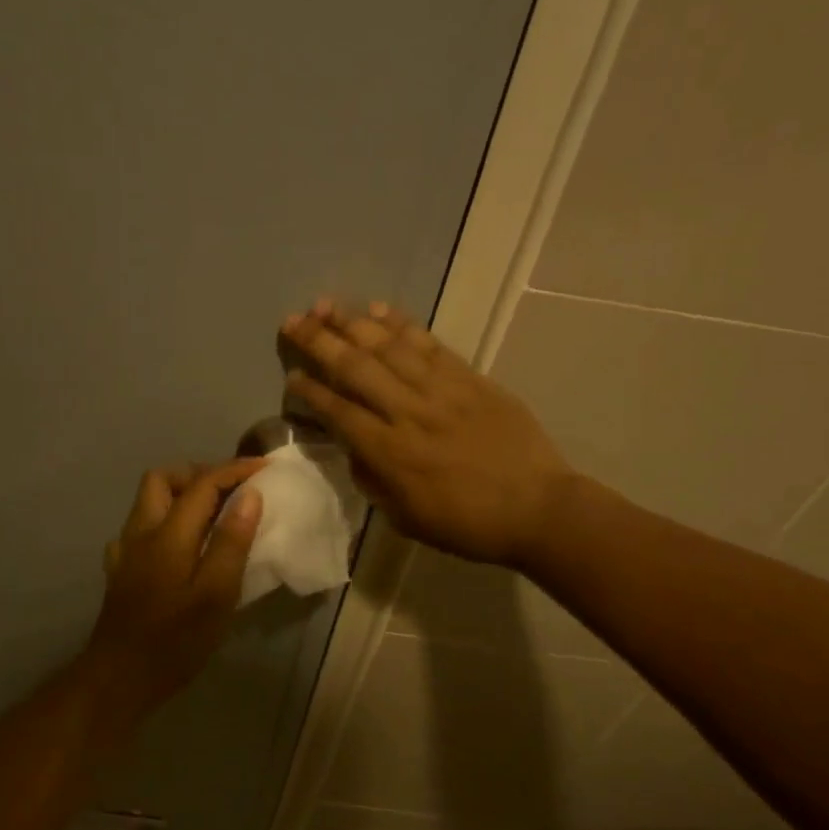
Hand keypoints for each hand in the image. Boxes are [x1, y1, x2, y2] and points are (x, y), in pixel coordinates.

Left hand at [83, 459, 265, 708]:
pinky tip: (181, 545)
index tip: (264, 468)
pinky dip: (166, 521)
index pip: (203, 484)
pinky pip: (141, 528)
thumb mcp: (215, 595)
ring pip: (148, 501)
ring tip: (213, 514)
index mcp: (168, 534)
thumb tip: (249, 496)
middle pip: (163, 479)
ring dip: (181, 494)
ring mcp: (126, 551)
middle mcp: (141, 532)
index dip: (234, 470)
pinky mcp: (120, 571)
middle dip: (199, 473)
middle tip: (232, 490)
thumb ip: (231, 542)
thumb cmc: (174, 641)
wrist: (118, 679)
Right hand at [279, 301, 577, 566]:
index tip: (291, 375)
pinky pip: (429, 344)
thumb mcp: (406, 518)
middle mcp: (408, 412)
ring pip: (388, 347)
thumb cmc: (467, 524)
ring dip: (353, 323)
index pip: (338, 411)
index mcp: (389, 453)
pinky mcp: (470, 378)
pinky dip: (402, 323)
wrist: (537, 508)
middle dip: (318, 341)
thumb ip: (373, 481)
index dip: (310, 391)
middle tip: (292, 321)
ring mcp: (441, 390)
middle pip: (355, 367)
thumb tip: (355, 449)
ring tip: (325, 305)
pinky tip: (379, 308)